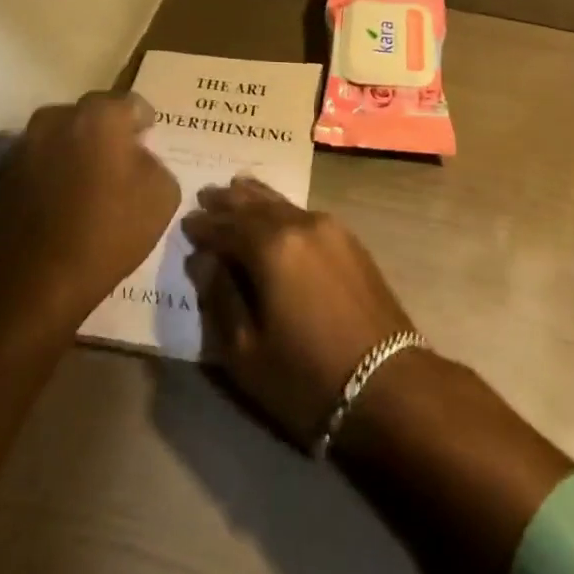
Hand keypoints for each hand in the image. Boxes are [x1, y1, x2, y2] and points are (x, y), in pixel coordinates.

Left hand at [0, 91, 179, 341]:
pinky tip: (61, 202)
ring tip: (87, 182)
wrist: (37, 284)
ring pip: (61, 135)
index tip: (148, 141)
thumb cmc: (108, 233)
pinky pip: (39, 161)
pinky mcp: (4, 174)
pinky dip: (51, 172)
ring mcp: (26, 145)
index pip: (131, 103)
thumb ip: (155, 162)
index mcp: (100, 115)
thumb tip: (137, 157)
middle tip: (119, 162)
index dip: (143, 121)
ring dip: (75, 149)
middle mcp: (58, 118)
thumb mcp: (162, 195)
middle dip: (106, 132)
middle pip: (91, 115)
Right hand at [181, 176, 413, 447]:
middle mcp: (299, 223)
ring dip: (255, 197)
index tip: (185, 223)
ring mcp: (329, 227)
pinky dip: (281, 207)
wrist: (387, 384)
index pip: (226, 226)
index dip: (203, 226)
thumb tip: (203, 260)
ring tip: (235, 188)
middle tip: (206, 194)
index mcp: (271, 246)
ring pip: (282, 203)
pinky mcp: (349, 240)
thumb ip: (220, 297)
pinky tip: (275, 211)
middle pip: (255, 204)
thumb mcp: (246, 351)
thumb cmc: (306, 377)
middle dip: (228, 201)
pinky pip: (303, 212)